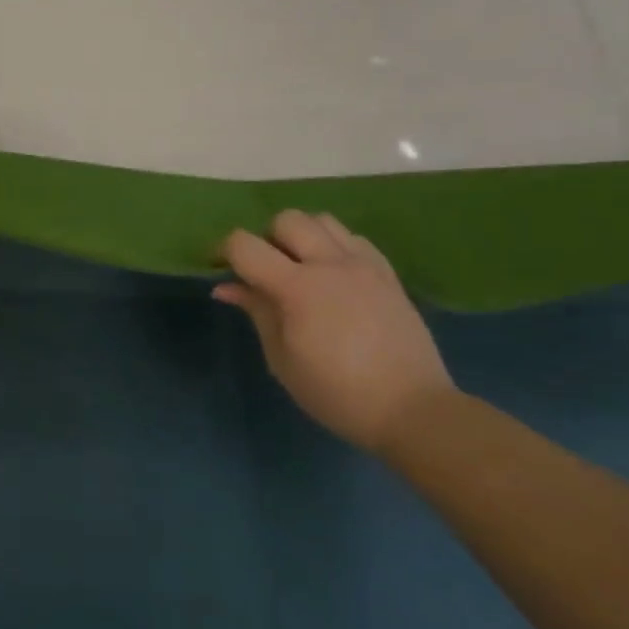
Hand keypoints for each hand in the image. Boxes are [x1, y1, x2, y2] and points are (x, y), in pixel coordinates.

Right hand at [216, 211, 455, 451]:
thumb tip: (226, 287)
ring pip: (323, 221)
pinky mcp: (387, 273)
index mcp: (298, 288)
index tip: (218, 269)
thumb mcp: (282, 358)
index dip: (223, 251)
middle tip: (263, 272)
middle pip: (287, 219)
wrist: (410, 408)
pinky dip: (333, 246)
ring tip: (298, 269)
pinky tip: (331, 277)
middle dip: (265, 239)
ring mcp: (364, 265)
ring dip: (301, 236)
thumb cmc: (335, 392)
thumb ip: (257, 312)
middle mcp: (331, 264)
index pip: (246, 246)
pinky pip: (353, 239)